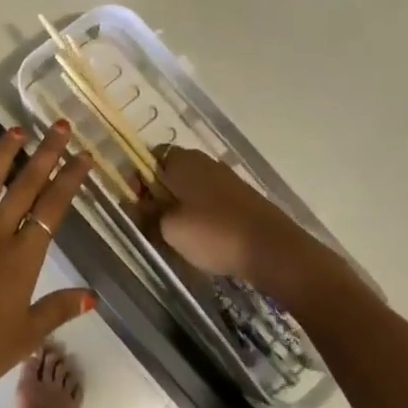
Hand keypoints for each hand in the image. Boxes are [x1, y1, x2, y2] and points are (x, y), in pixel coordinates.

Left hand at [0, 121, 96, 390]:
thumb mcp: (26, 335)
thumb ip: (58, 309)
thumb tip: (92, 296)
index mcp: (22, 256)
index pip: (52, 209)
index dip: (69, 180)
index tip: (83, 155)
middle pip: (24, 187)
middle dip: (45, 154)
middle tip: (60, 126)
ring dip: (0, 156)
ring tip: (15, 130)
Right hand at [138, 148, 323, 301]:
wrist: (273, 250)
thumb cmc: (213, 233)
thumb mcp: (169, 228)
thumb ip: (147, 214)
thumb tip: (135, 207)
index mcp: (183, 159)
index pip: (151, 157)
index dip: (138, 179)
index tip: (135, 204)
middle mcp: (205, 162)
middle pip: (172, 173)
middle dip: (159, 196)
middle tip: (152, 224)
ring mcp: (227, 179)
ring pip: (192, 189)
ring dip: (181, 208)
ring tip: (176, 237)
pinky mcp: (243, 199)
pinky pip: (212, 202)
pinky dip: (202, 216)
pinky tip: (203, 240)